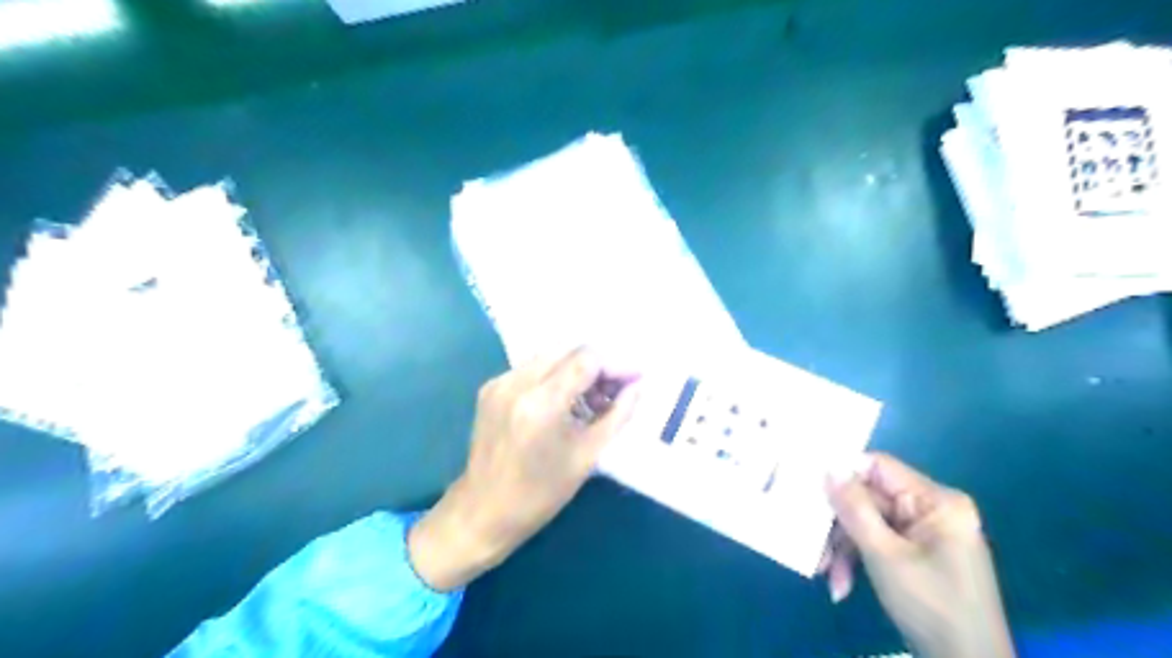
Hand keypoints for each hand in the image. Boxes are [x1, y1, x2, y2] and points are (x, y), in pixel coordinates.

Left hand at [409, 347, 639, 594]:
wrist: (484, 512)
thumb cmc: (541, 492)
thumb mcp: (588, 455)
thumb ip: (618, 415)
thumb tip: (637, 386)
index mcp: (541, 402)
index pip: (587, 358)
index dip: (616, 365)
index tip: (634, 381)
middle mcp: (517, 382)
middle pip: (568, 351)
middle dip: (597, 367)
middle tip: (614, 392)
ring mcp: (499, 383)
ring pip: (550, 356)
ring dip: (576, 370)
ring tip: (591, 400)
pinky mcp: (490, 388)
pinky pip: (531, 368)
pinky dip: (554, 377)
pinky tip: (563, 403)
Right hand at [824, 456, 1016, 656]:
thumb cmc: (931, 605)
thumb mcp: (883, 554)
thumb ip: (854, 508)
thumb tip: (828, 468)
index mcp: (936, 500)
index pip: (878, 467)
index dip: (843, 476)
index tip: (812, 494)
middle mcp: (932, 509)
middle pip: (869, 499)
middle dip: (840, 527)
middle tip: (815, 548)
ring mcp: (926, 532)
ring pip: (868, 523)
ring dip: (844, 549)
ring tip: (829, 577)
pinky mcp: (919, 553)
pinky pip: (879, 542)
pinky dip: (859, 560)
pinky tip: (843, 587)